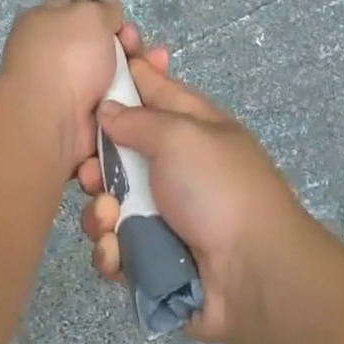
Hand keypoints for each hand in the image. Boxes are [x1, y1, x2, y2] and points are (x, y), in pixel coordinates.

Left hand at [0, 0, 142, 176]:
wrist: (53, 119)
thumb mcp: (87, 15)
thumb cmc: (66, 56)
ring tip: (157, 67)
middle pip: (103, 46)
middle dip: (129, 45)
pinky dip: (135, 97)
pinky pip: (118, 102)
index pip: (79, 12)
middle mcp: (56, 57)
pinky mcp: (88, 117)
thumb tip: (109, 8)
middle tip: (139, 48)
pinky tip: (151, 91)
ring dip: (139, 71)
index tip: (123, 21)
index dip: (105, 13)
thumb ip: (103, 8)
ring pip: (116, 75)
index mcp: (44, 25)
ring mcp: (71, 89)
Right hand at [76, 54, 310, 343]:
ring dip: (100, 213)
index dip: (125, 77)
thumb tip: (107, 109)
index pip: (153, 90)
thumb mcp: (182, 136)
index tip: (93, 68)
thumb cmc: (220, 191)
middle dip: (95, 165)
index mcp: (191, 129)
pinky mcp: (151, 259)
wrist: (254, 275)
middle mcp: (175, 169)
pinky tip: (118, 253)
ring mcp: (163, 217)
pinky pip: (115, 249)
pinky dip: (112, 252)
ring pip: (108, 205)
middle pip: (118, 155)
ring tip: (110, 219)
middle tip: (89, 174)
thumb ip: (139, 119)